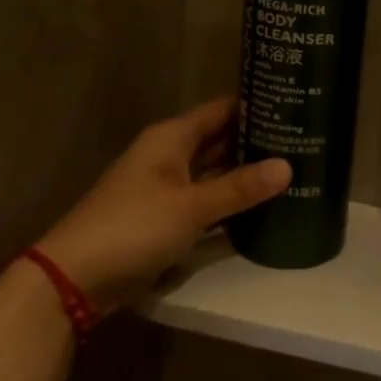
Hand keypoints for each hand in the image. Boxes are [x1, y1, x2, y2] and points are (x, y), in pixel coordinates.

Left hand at [34, 98, 290, 312]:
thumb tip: (289, 166)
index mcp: (171, 138)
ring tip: (295, 167)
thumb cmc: (133, 226)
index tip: (294, 102)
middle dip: (258, 140)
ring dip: (247, 172)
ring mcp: (169, 188)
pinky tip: (265, 203)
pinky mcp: (168, 217)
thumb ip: (240, 187)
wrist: (76, 278)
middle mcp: (171, 155)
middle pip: (221, 140)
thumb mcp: (191, 206)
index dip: (255, 104)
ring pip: (216, 171)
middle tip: (305, 138)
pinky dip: (232, 200)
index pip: (222, 110)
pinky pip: (208, 199)